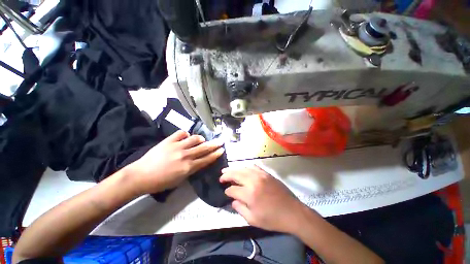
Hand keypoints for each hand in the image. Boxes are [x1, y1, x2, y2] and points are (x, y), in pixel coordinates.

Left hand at [125, 130, 223, 194]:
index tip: (222, 150)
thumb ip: (191, 170)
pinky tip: (185, 136)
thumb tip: (199, 161)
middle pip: (204, 148)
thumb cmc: (161, 182)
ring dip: (200, 138)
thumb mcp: (180, 180)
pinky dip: (185, 134)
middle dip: (214, 144)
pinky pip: (181, 133)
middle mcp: (185, 155)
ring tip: (202, 139)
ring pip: (194, 138)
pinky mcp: (168, 141)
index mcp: (188, 167)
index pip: (206, 159)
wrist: (140, 176)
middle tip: (220, 141)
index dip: (215, 154)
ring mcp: (177, 146)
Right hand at [220, 166, 305, 232]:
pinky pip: (253, 166)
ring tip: (227, 170)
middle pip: (236, 174)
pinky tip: (242, 168)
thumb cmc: (272, 219)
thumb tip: (232, 200)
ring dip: (234, 169)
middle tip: (221, 176)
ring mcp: (260, 175)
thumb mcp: (253, 220)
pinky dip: (245, 167)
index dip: (227, 191)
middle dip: (226, 175)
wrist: (292, 212)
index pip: (233, 189)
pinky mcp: (266, 173)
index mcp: (250, 194)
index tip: (226, 192)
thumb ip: (240, 209)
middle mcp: (253, 181)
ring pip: (243, 168)